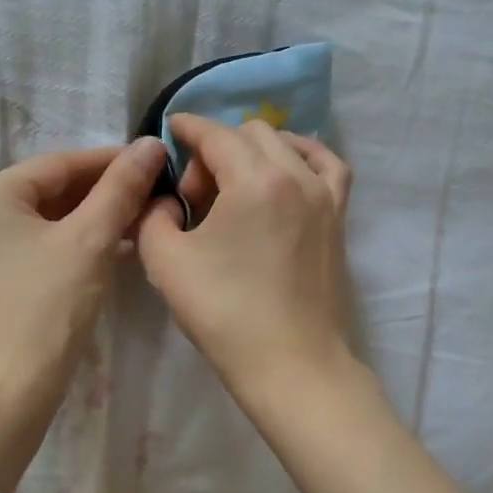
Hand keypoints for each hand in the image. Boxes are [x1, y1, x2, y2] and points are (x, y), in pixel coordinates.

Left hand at [0, 138, 164, 485]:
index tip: (158, 162)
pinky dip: (80, 244)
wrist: (8, 392)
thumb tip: (151, 144)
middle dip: (106, 192)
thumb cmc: (46, 308)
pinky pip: (46, 246)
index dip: (112, 160)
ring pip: (53, 220)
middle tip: (157, 193)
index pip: (60, 163)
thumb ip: (120, 188)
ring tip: (146, 219)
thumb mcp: (90, 242)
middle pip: (54, 190)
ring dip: (98, 218)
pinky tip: (120, 248)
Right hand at [137, 114, 356, 405]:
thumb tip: (165, 202)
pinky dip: (303, 158)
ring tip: (237, 189)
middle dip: (216, 151)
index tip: (169, 132)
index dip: (186, 128)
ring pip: (287, 146)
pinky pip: (327, 167)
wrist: (292, 364)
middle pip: (250, 135)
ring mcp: (325, 196)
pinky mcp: (339, 219)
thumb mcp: (165, 262)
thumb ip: (153, 217)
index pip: (215, 134)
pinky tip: (287, 175)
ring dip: (255, 154)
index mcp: (254, 179)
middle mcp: (296, 175)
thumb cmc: (226, 314)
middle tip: (196, 198)